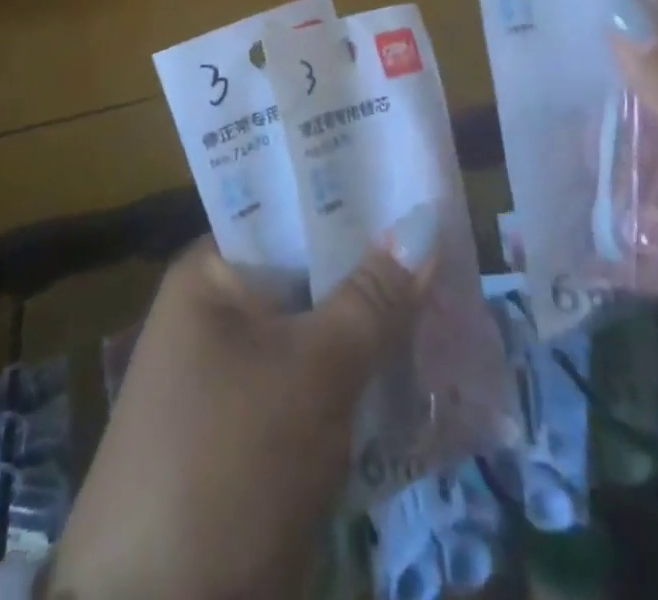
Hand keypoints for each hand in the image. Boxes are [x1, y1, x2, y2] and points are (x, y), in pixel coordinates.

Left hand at [45, 237, 427, 599]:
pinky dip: (353, 381)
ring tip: (443, 308)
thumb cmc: (232, 462)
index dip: (352, 203)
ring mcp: (228, 374)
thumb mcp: (314, 372)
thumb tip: (422, 224)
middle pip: (308, 274)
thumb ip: (372, 298)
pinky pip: (310, 385)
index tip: (414, 195)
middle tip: (446, 256)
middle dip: (372, 275)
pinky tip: (408, 377)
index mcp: (211, 272)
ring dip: (369, 332)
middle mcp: (214, 311)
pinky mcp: (246, 431)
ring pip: (315, 333)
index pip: (290, 211)